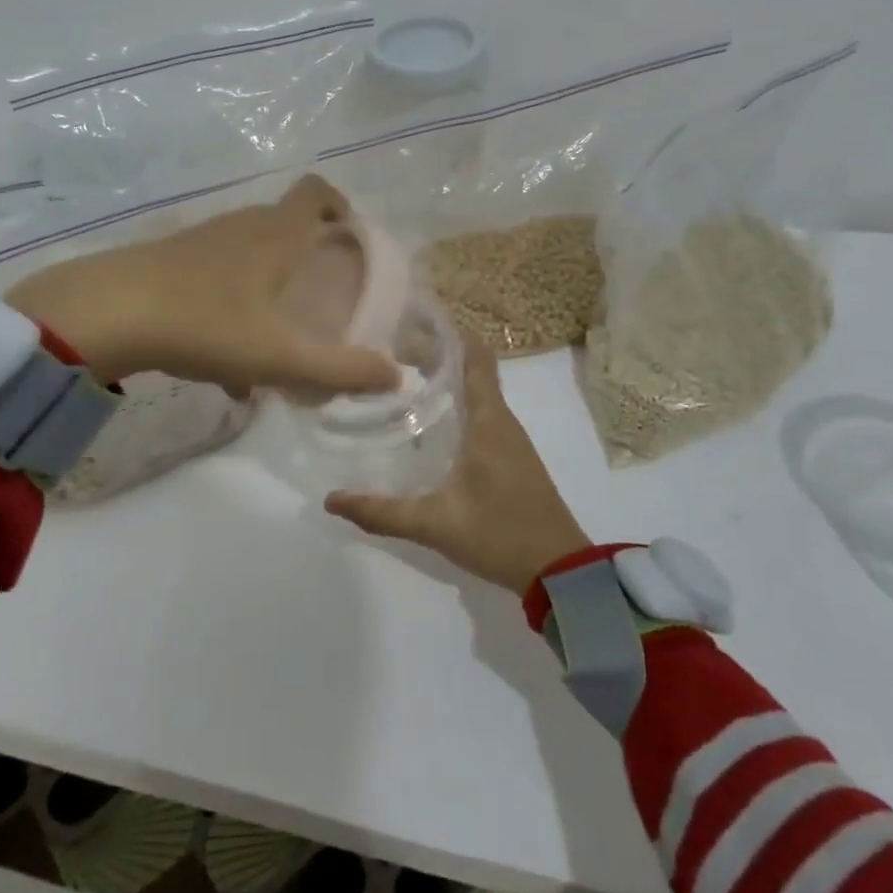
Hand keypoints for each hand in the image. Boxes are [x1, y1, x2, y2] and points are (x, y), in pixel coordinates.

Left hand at [5, 174, 399, 399]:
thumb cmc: (206, 324)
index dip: (341, 206)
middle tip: (323, 297)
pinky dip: (233, 308)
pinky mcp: (170, 262)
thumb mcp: (280, 356)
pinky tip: (226, 366)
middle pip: (285, 224)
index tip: (352, 239)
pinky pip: (216, 280)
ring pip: (249, 256)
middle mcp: (241, 227)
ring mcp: (201, 242)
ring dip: (270, 286)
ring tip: (278, 337)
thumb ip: (341, 369)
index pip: (317, 192)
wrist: (107, 314)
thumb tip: (396, 376)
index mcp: (276, 235)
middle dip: (308, 255)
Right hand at [325, 339, 592, 592]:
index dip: (447, 332)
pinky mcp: (510, 458)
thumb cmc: (501, 534)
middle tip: (388, 351)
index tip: (411, 320)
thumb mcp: (435, 523)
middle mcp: (501, 421)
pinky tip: (426, 422)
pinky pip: (480, 415)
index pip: (474, 357)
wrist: (561, 572)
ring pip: (475, 393)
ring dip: (443, 379)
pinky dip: (454, 404)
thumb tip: (330, 500)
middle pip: (470, 369)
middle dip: (433, 354)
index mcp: (488, 421)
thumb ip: (382, 512)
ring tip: (399, 377)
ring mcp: (509, 440)